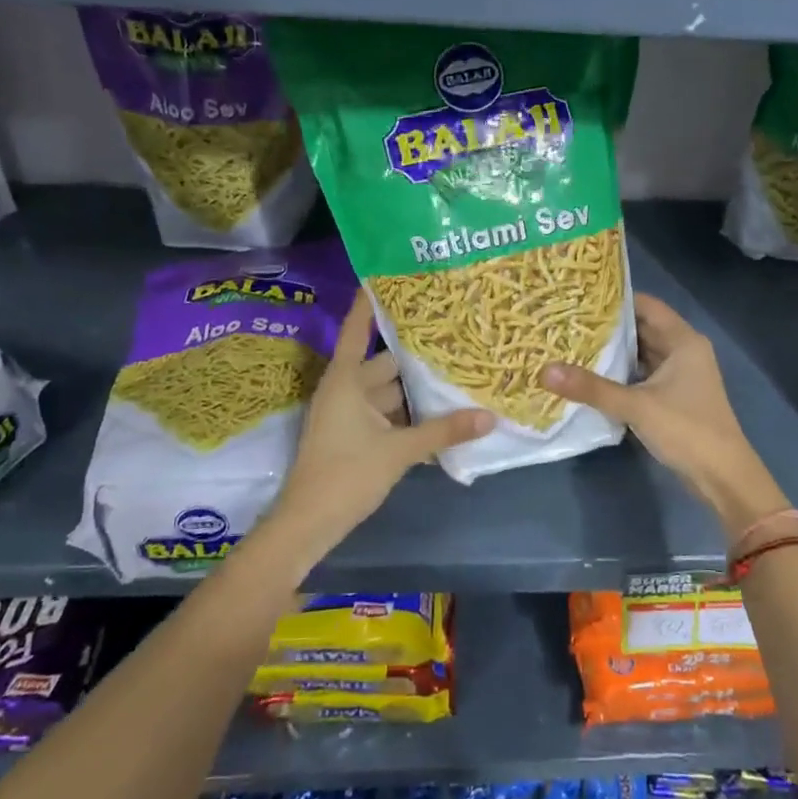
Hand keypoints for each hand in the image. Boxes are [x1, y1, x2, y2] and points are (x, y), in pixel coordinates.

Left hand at [264, 290, 492, 563]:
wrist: (308, 524)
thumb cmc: (346, 475)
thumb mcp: (399, 451)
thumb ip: (444, 431)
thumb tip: (490, 416)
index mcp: (346, 380)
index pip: (359, 329)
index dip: (371, 302)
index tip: (389, 274)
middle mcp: (346, 390)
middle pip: (385, 362)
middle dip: (415, 353)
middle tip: (452, 333)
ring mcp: (349, 415)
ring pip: (389, 391)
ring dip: (416, 388)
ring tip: (455, 370)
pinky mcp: (355, 437)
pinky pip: (387, 415)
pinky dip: (410, 414)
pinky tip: (442, 413)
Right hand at [541, 293, 786, 540]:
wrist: (723, 476)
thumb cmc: (686, 429)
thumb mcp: (636, 406)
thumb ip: (591, 388)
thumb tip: (544, 370)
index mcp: (683, 341)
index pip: (646, 305)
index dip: (615, 299)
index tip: (579, 296)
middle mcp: (683, 351)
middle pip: (642, 328)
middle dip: (608, 326)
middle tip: (567, 321)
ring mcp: (680, 375)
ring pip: (641, 354)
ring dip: (613, 351)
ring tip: (572, 344)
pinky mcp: (673, 397)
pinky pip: (642, 375)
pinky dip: (621, 373)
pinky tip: (592, 375)